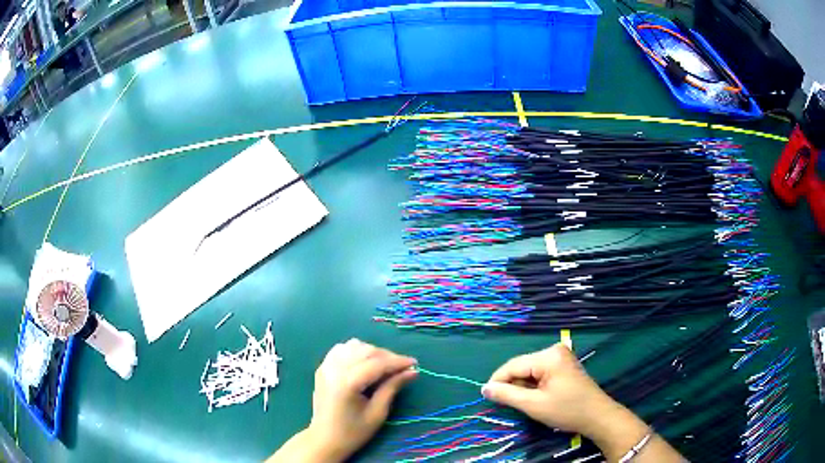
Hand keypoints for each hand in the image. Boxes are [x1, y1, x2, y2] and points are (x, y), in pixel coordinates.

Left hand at [306, 339, 417, 459]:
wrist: (324, 440)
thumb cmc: (353, 432)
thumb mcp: (377, 413)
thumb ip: (392, 388)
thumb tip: (412, 371)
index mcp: (347, 383)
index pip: (377, 363)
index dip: (398, 361)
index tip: (415, 364)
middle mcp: (334, 369)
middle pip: (366, 350)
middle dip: (387, 356)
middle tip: (402, 368)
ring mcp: (325, 366)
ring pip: (353, 345)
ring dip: (371, 352)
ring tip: (384, 366)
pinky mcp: (322, 368)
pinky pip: (341, 349)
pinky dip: (356, 351)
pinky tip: (364, 363)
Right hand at [481, 343, 622, 438]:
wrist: (597, 416)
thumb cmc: (566, 410)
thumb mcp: (533, 405)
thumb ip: (507, 395)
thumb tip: (485, 388)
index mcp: (548, 356)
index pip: (513, 365)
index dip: (497, 381)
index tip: (487, 397)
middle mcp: (554, 350)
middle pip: (522, 366)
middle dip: (513, 385)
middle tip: (511, 405)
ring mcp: (560, 356)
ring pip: (529, 370)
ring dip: (523, 386)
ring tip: (527, 403)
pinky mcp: (564, 364)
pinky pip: (540, 372)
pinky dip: (534, 385)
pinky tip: (537, 397)